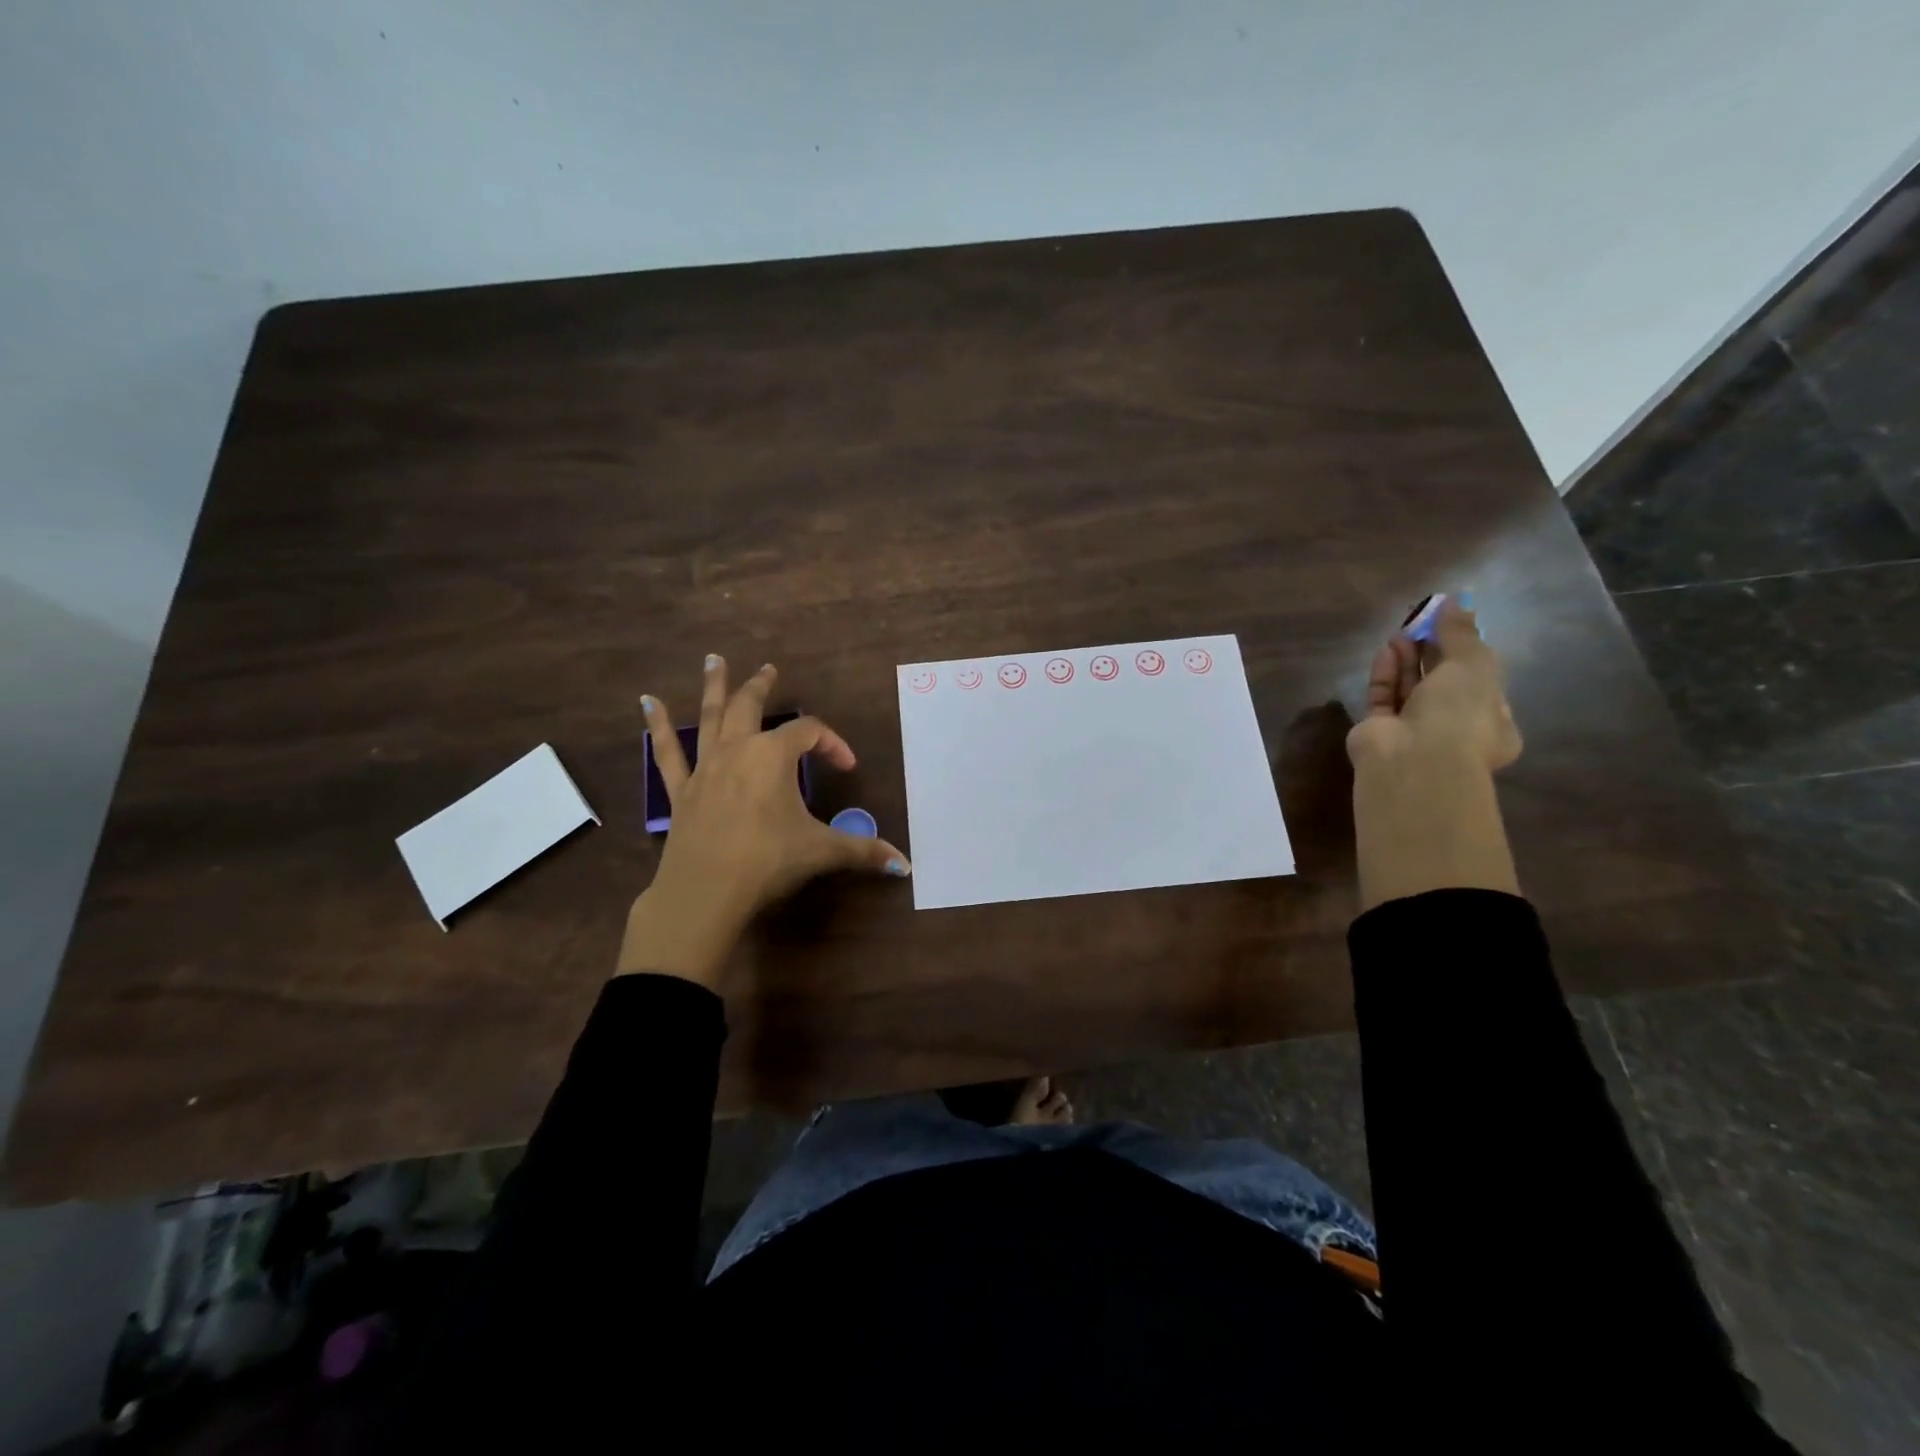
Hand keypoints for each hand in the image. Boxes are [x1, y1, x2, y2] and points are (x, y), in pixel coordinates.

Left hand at [618, 654, 910, 986]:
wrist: (705, 892)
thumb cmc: (767, 861)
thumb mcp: (821, 852)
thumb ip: (863, 852)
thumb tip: (906, 866)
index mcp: (773, 756)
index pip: (810, 733)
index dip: (832, 743)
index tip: (846, 766)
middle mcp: (737, 750)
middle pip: (751, 706)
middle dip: (762, 687)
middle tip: (769, 669)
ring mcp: (704, 767)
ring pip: (709, 717)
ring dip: (714, 686)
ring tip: (713, 659)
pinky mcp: (680, 790)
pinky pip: (667, 752)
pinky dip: (657, 726)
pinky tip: (647, 702)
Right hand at [1346, 597, 1521, 770]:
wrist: (1413, 760)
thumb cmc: (1459, 715)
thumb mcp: (1473, 665)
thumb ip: (1462, 633)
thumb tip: (1457, 600)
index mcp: (1492, 723)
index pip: (1481, 683)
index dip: (1467, 652)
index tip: (1452, 625)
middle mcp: (1454, 729)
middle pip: (1441, 683)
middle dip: (1432, 652)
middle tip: (1422, 623)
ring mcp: (1414, 732)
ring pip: (1410, 688)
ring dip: (1407, 659)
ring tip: (1402, 631)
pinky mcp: (1379, 730)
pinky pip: (1383, 697)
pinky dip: (1386, 673)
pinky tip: (1387, 649)